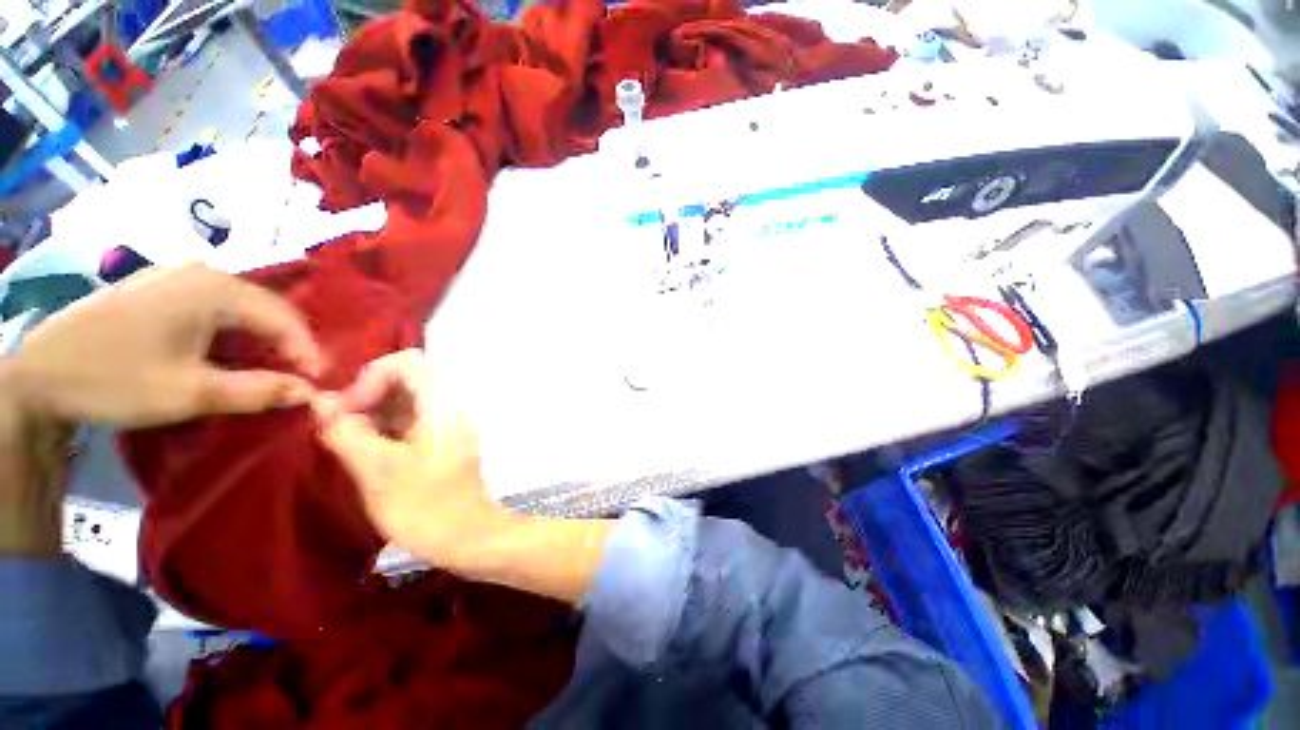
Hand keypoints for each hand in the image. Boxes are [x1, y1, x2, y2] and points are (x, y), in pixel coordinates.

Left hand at [2, 264, 322, 427]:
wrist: (40, 372)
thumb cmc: (117, 379)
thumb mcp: (191, 393)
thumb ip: (258, 390)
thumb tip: (311, 392)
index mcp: (216, 289)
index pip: (285, 318)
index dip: (308, 352)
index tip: (318, 384)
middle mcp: (203, 272)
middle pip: (266, 307)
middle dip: (289, 343)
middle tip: (299, 376)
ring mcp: (178, 275)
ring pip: (242, 305)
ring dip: (262, 336)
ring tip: (271, 365)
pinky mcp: (160, 286)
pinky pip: (215, 304)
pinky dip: (234, 329)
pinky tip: (230, 349)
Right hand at [312, 350, 518, 572]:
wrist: (468, 536)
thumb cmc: (425, 507)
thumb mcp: (378, 471)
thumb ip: (348, 432)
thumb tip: (322, 403)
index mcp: (441, 405)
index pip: (408, 363)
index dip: (372, 376)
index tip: (349, 409)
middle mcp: (450, 407)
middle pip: (406, 380)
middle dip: (368, 396)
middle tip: (340, 428)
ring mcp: (449, 424)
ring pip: (407, 401)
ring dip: (374, 413)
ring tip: (347, 442)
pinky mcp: (444, 441)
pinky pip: (412, 420)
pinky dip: (386, 428)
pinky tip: (366, 452)